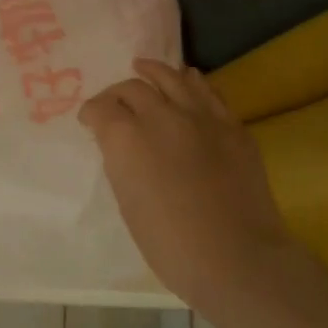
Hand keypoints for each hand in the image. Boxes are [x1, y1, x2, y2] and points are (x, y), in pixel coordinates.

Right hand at [80, 59, 291, 310]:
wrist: (238, 260)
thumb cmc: (171, 244)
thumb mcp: (127, 202)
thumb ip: (121, 163)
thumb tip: (123, 146)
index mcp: (127, 138)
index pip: (101, 108)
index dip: (91, 113)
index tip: (89, 120)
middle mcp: (161, 116)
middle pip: (133, 88)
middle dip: (118, 93)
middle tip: (114, 103)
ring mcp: (201, 117)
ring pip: (172, 78)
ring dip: (153, 72)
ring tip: (144, 67)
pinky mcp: (232, 126)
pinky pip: (208, 92)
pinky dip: (191, 82)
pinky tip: (187, 79)